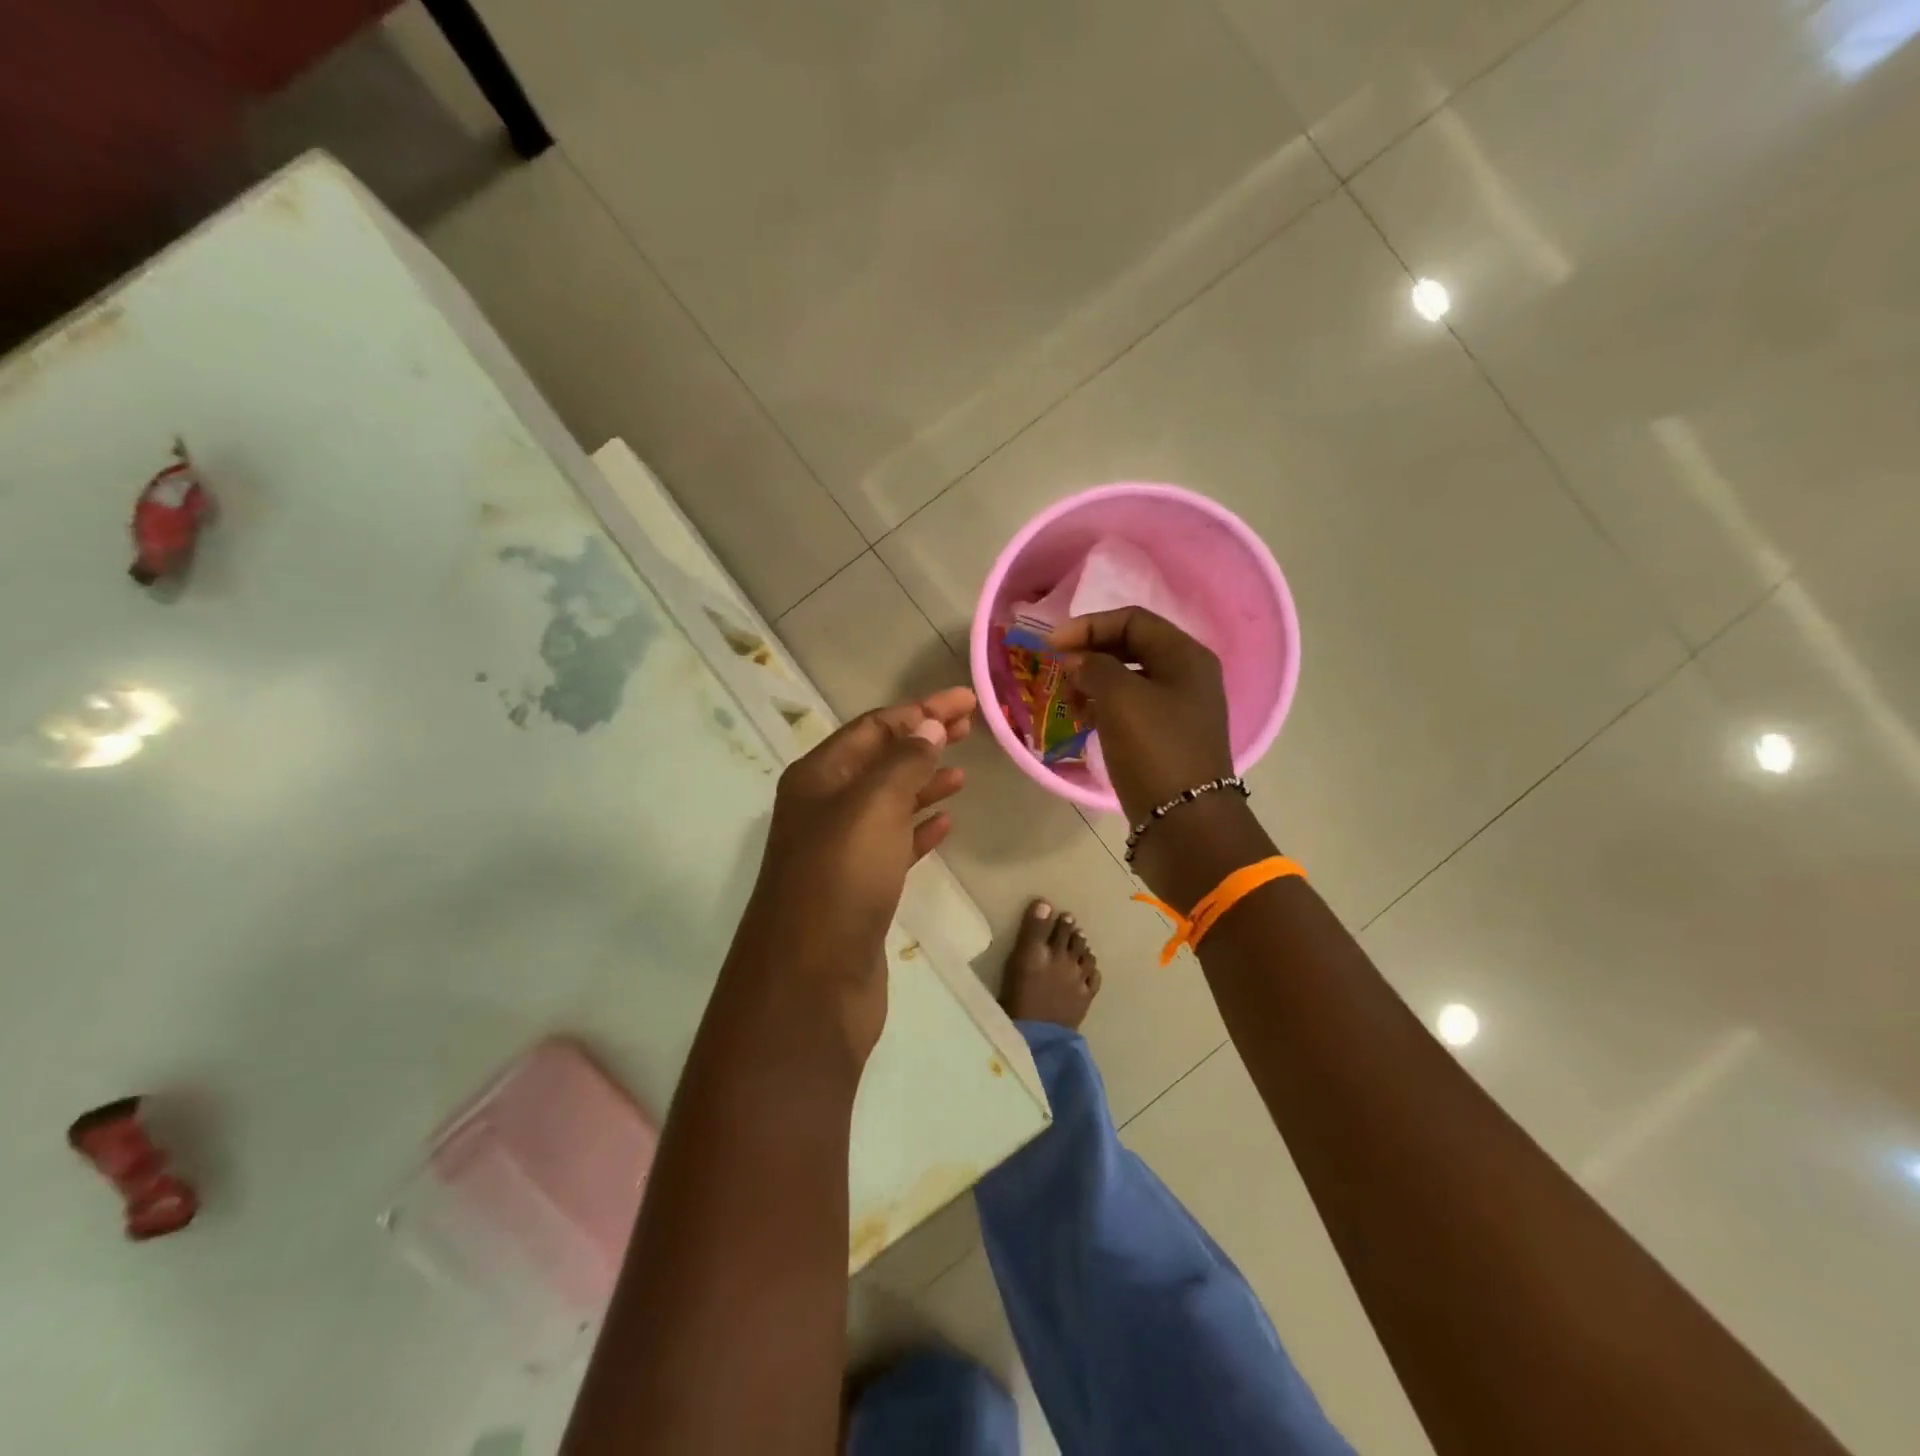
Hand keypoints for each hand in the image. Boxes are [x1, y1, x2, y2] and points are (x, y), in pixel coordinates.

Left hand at [728, 687, 974, 1061]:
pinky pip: (894, 845)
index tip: (967, 702)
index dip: (920, 710)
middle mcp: (823, 809)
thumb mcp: (873, 808)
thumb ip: (904, 762)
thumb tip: (929, 724)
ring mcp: (839, 851)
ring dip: (924, 783)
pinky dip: (920, 829)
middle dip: (924, 740)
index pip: (874, 728)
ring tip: (963, 773)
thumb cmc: (840, 881)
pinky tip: (947, 824)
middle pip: (881, 761)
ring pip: (889, 803)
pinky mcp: (858, 889)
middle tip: (971, 727)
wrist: (811, 985)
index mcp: (818, 779)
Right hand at [1051, 609, 1271, 909]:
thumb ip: (1094, 667)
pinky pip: (1131, 709)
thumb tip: (1078, 661)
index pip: (1132, 620)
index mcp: (1186, 656)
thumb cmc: (1155, 750)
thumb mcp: (1120, 698)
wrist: (1185, 824)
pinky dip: (1105, 708)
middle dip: (1090, 654)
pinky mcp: (1167, 739)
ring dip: (1094, 683)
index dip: (1089, 626)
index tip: (1051, 646)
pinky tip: (1085, 722)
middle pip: (1131, 647)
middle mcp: (1187, 676)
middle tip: (1059, 672)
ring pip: (1129, 680)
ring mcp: (1179, 710)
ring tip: (1070, 702)